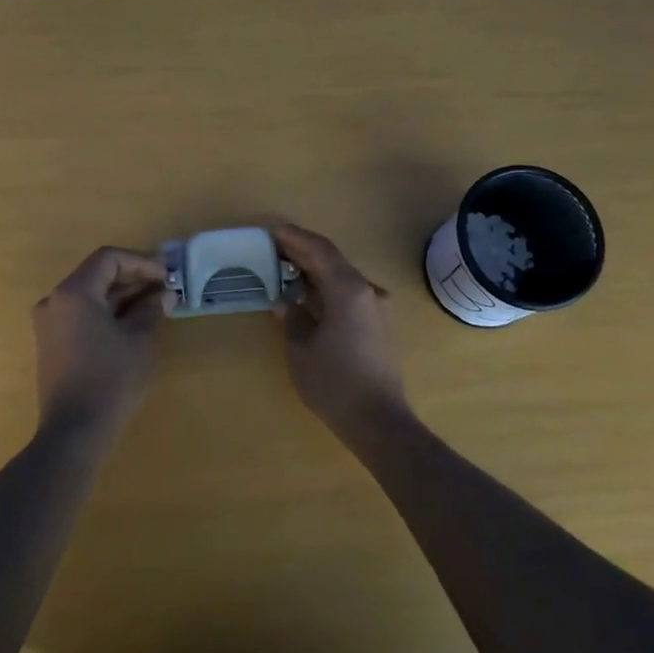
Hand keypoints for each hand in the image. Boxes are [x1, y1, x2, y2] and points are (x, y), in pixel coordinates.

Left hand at [32, 246, 167, 443]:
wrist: (74, 431)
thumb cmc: (110, 379)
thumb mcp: (138, 339)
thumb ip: (150, 309)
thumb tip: (164, 294)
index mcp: (74, 292)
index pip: (109, 259)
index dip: (141, 261)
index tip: (167, 274)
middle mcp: (55, 301)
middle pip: (98, 274)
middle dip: (133, 277)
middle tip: (166, 285)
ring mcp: (50, 323)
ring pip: (91, 294)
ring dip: (123, 295)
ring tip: (157, 302)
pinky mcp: (53, 342)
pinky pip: (83, 314)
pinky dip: (108, 311)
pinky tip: (134, 320)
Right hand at [272, 224, 412, 439]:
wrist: (378, 420)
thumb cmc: (334, 383)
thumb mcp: (301, 350)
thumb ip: (292, 318)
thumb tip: (285, 302)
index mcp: (349, 290)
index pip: (320, 251)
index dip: (296, 238)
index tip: (274, 232)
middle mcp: (368, 291)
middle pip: (333, 261)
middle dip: (304, 253)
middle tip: (275, 248)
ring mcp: (377, 308)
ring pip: (343, 278)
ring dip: (316, 271)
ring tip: (286, 270)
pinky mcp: (379, 325)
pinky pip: (350, 295)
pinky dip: (328, 289)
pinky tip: (309, 297)